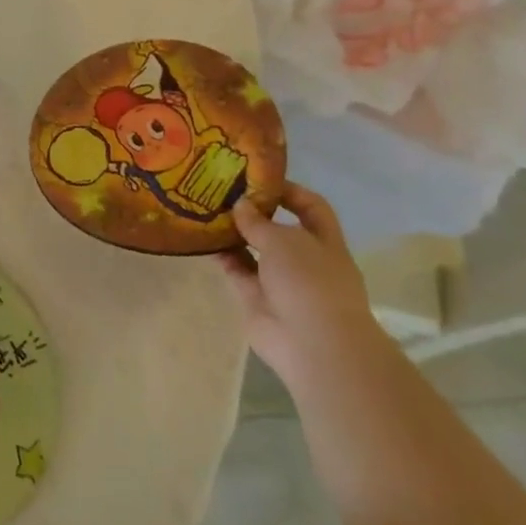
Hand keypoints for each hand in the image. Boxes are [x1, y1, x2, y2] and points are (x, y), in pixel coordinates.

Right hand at [223, 185, 387, 386]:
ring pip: (255, 250)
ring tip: (205, 208)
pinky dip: (223, 256)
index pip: (311, 206)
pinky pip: (238, 271)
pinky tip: (202, 238)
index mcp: (324, 241)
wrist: (313, 346)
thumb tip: (240, 204)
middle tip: (222, 190)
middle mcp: (304, 259)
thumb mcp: (283, 240)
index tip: (258, 178)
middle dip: (254, 211)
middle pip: (278, 228)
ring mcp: (281, 281)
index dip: (289, 191)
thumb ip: (258, 221)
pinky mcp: (257, 299)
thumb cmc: (309, 282)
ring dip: (234, 232)